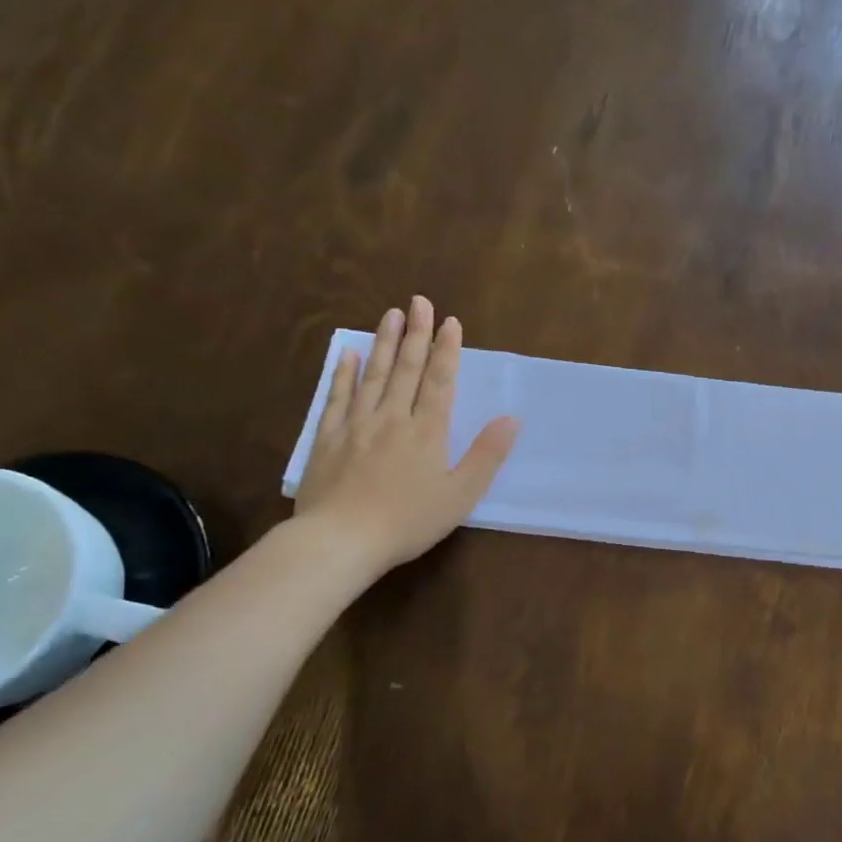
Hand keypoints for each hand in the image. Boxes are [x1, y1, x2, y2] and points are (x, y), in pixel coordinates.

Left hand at [294, 296, 519, 580]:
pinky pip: (338, 396)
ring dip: (385, 342)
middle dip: (416, 333)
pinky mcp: (329, 437)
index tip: (450, 322)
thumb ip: (486, 455)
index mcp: (427, 431)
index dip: (446, 350)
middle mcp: (393, 418)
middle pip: (406, 368)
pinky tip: (349, 353)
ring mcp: (357, 424)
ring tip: (391, 314)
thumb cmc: (408, 521)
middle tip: (419, 301)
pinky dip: (345, 373)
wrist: (341, 539)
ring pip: (374, 374)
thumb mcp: (460, 495)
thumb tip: (511, 420)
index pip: (439, 381)